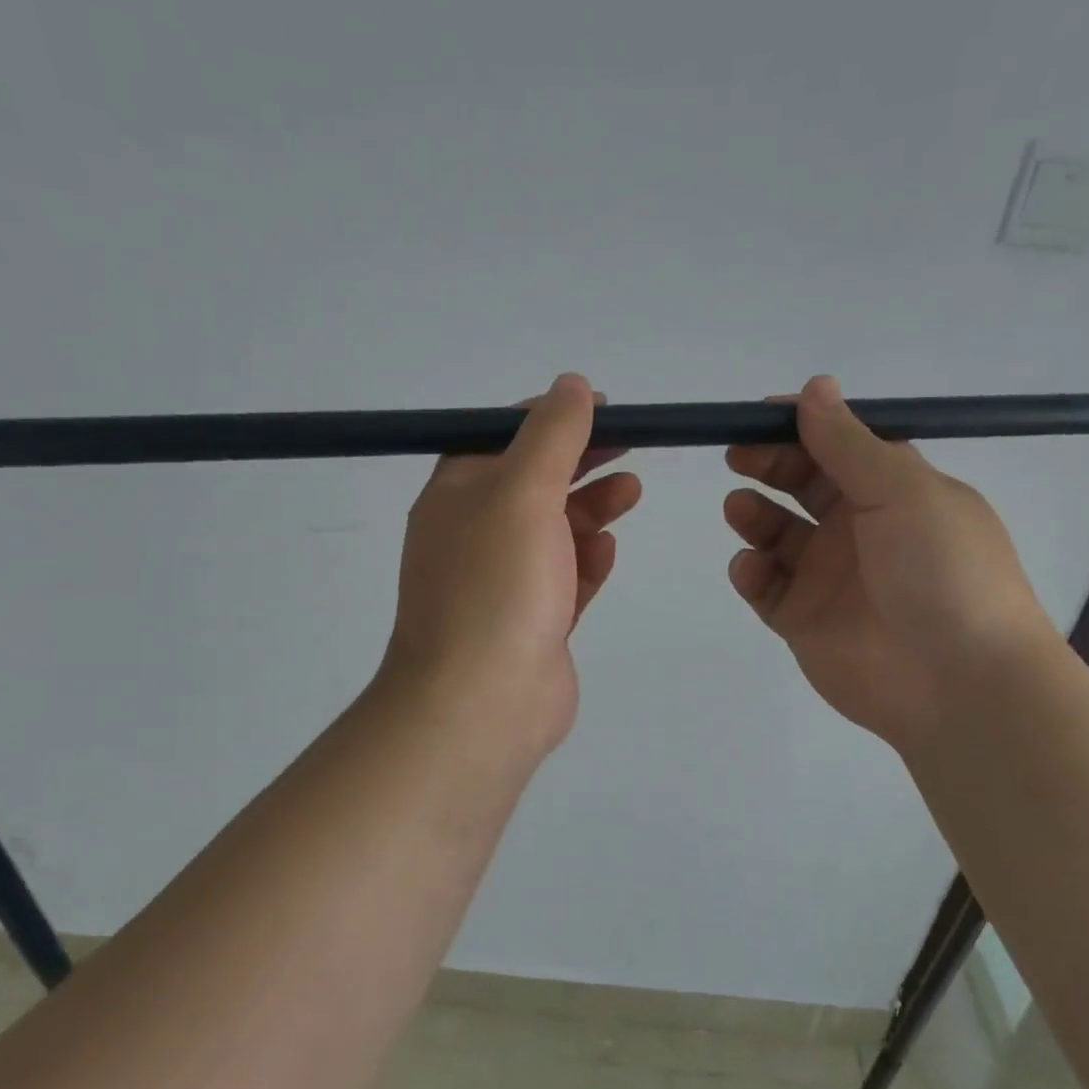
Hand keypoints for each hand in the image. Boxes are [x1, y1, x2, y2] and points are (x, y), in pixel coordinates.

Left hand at [380, 373, 641, 761]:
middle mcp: (475, 536)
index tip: (601, 409)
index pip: (501, 439)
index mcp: (457, 497)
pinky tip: (609, 548)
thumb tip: (572, 385)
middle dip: (581, 462)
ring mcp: (504, 584)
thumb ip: (551, 435)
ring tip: (631, 491)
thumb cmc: (497, 585)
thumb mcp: (522, 492)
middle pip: (534, 484)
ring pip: (553, 533)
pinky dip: (586, 561)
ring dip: (591, 508)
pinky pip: (564, 580)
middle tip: (630, 445)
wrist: (482, 702)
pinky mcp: (533, 624)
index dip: (550, 419)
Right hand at [724, 375, 1055, 753]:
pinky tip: (753, 567)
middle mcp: (859, 529)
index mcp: (894, 491)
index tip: (758, 417)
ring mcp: (828, 577)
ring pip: (776, 535)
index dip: (800, 428)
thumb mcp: (903, 491)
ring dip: (754, 515)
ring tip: (740, 509)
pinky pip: (766, 587)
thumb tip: (814, 386)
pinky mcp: (803, 620)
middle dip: (768, 465)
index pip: (839, 446)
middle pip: (802, 485)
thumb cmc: (941, 571)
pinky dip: (751, 572)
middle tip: (737, 456)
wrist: (957, 681)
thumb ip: (849, 443)